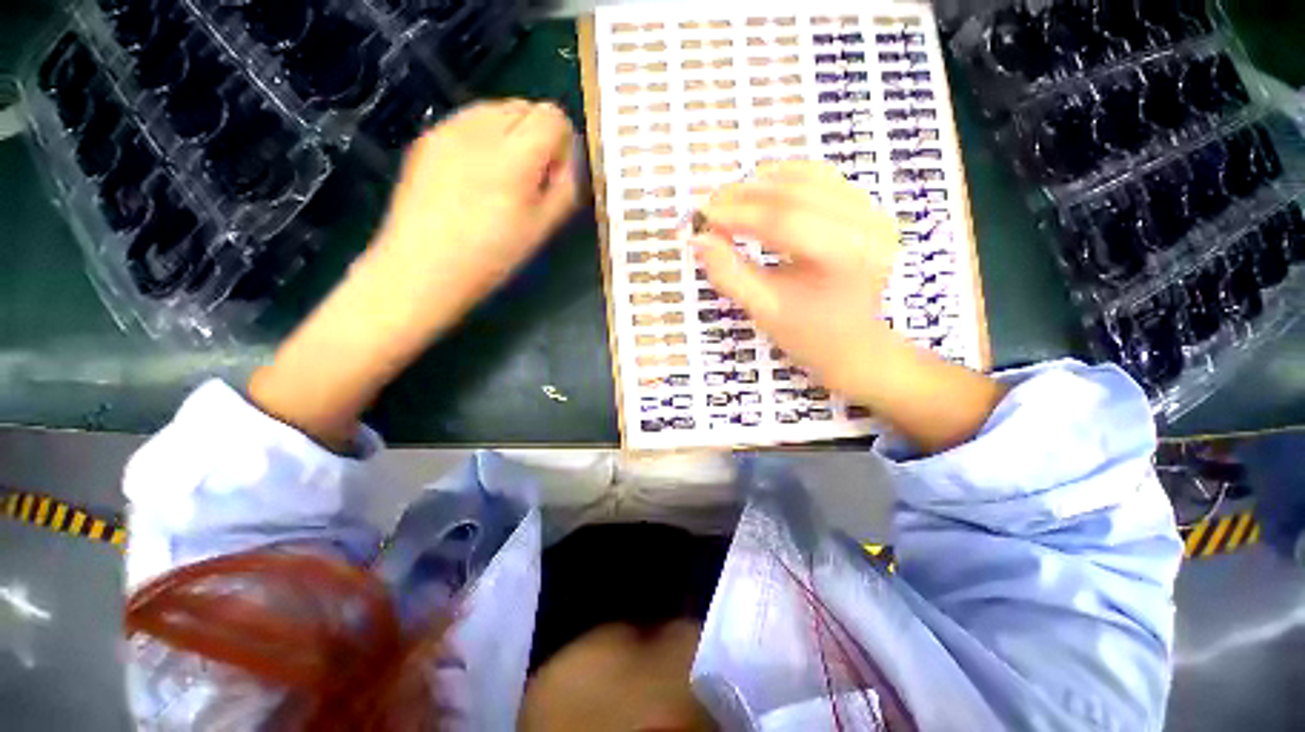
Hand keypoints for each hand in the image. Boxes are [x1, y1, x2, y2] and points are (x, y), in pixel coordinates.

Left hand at [369, 99, 580, 328]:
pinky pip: (469, 121)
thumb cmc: (490, 257)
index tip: (555, 178)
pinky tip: (475, 178)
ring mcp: (448, 129)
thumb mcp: (542, 229)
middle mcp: (479, 129)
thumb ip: (566, 189)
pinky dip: (484, 139)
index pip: (552, 117)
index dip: (562, 146)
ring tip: (503, 179)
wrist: (421, 268)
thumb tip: (570, 164)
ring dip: (511, 136)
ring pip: (496, 109)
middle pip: (525, 106)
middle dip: (538, 138)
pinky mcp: (428, 137)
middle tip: (532, 180)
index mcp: (513, 155)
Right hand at [692, 161, 899, 399]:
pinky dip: (786, 180)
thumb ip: (728, 273)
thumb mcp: (762, 309)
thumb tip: (697, 238)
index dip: (737, 214)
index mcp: (843, 258)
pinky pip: (822, 178)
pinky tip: (761, 192)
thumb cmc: (806, 334)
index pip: (782, 221)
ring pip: (809, 176)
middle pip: (795, 192)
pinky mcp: (868, 208)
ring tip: (730, 200)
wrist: (852, 343)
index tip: (701, 216)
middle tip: (710, 205)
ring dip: (763, 182)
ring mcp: (872, 213)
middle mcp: (866, 227)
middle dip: (745, 195)